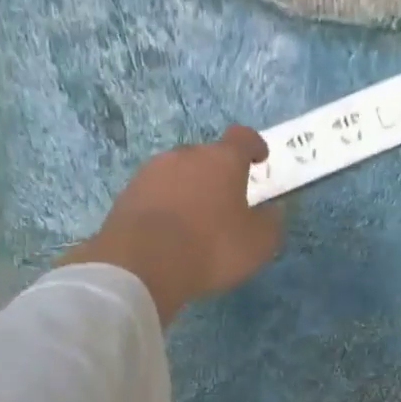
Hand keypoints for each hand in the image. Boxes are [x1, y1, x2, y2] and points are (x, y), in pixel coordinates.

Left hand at [62, 127, 281, 324]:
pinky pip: (156, 194)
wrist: (141, 263)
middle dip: (218, 174)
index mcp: (222, 160)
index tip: (259, 159)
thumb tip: (272, 212)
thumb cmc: (211, 247)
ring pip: (179, 174)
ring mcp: (152, 172)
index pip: (242, 138)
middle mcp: (186, 156)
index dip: (253, 146)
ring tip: (195, 220)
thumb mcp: (258, 244)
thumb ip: (270, 223)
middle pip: (207, 156)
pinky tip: (169, 232)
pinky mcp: (128, 193)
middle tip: (226, 202)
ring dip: (189, 189)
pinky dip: (166, 206)